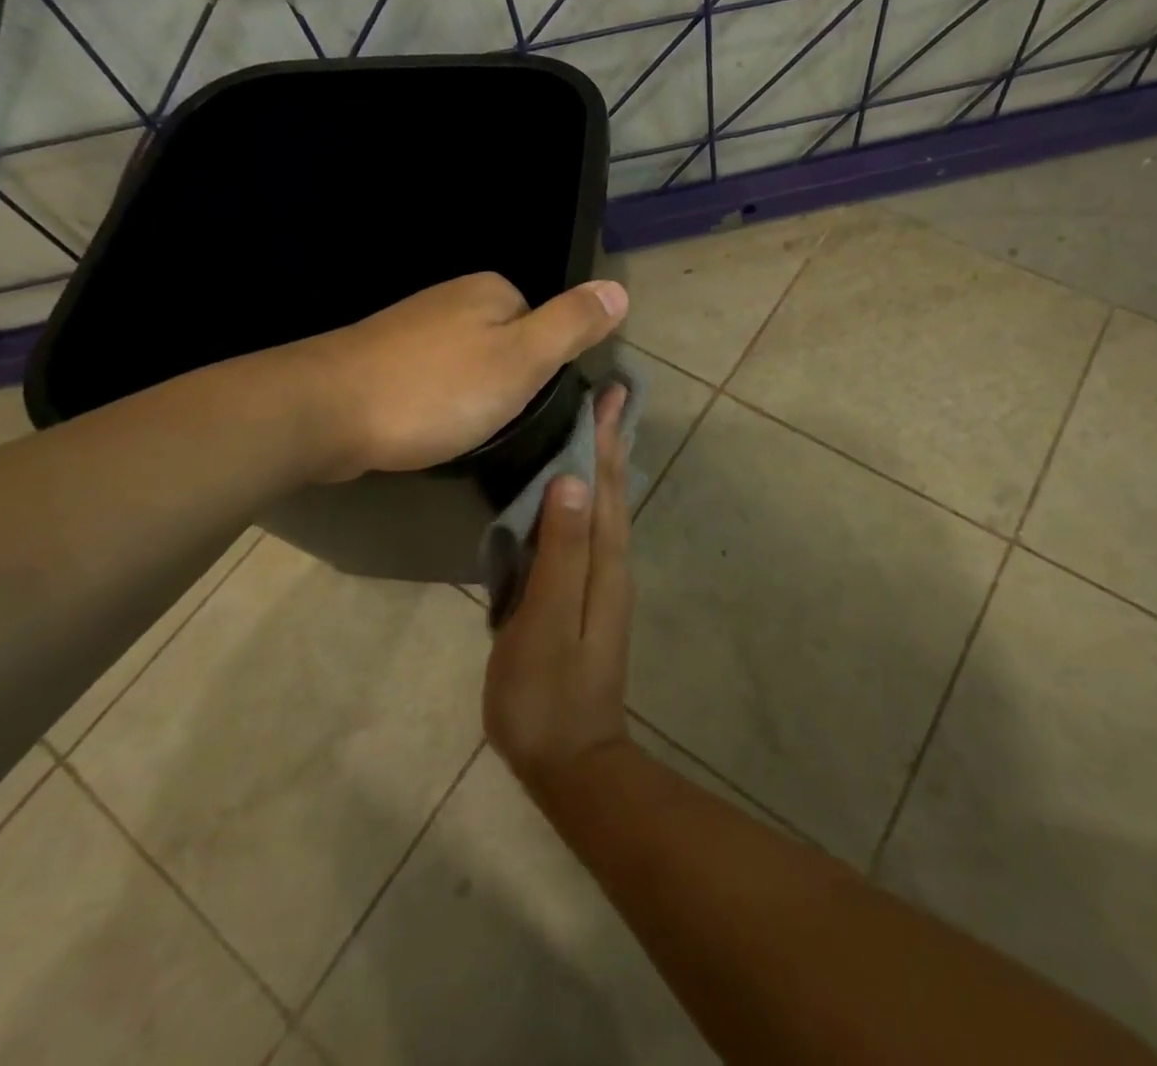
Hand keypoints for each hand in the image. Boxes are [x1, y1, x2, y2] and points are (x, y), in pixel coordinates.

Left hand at [281, 273, 626, 479]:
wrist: (323, 411)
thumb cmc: (435, 389)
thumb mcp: (521, 361)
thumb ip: (571, 325)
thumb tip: (620, 290)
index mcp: (491, 290)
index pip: (544, 327)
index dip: (542, 370)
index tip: (524, 404)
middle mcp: (452, 297)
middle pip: (507, 344)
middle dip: (505, 384)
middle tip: (490, 421)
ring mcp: (413, 325)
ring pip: (469, 364)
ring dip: (470, 396)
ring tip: (458, 428)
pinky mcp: (383, 356)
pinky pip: (432, 377)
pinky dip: (438, 400)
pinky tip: (426, 423)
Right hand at [484, 386, 633, 799]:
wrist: (571, 762)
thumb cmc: (546, 695)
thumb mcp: (543, 623)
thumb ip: (558, 553)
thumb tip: (570, 483)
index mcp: (603, 564)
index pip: (603, 487)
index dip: (602, 440)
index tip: (607, 395)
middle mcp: (612, 566)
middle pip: (612, 492)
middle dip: (610, 443)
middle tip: (611, 397)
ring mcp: (603, 584)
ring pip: (606, 510)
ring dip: (604, 466)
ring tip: (599, 431)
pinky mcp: (588, 600)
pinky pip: (593, 532)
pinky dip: (591, 500)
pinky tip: (577, 497)